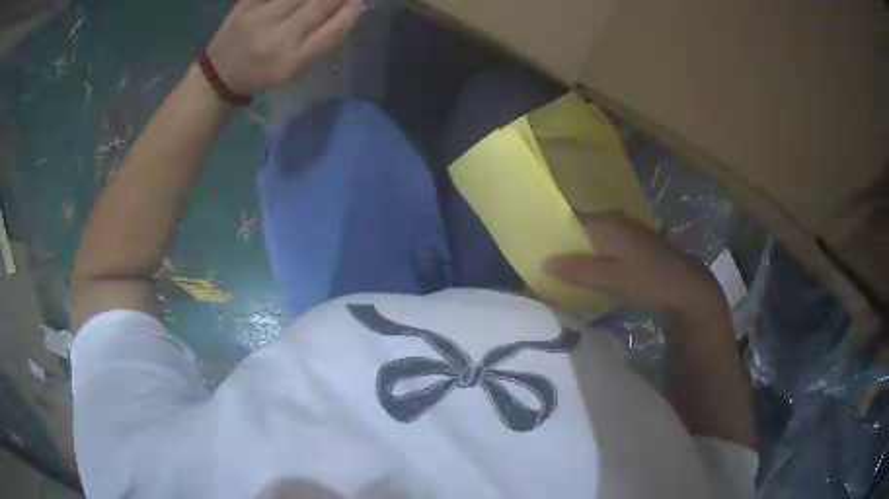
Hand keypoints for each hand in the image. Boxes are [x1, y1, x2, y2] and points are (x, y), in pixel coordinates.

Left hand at [206, 0, 361, 94]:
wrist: (220, 74)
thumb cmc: (263, 72)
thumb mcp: (296, 68)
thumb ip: (322, 40)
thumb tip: (352, 7)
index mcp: (292, 62)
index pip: (333, 30)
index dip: (352, 11)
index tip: (359, 1)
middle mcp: (276, 40)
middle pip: (320, 4)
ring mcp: (259, 19)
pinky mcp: (246, 4)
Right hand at [543, 213, 725, 314]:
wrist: (687, 286)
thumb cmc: (650, 279)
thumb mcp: (613, 279)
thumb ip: (579, 270)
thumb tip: (543, 263)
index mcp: (607, 222)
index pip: (569, 219)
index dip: (549, 233)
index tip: (530, 249)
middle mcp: (614, 221)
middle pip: (579, 229)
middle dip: (560, 245)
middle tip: (539, 264)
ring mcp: (625, 232)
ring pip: (591, 239)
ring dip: (576, 253)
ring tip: (556, 271)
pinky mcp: (632, 246)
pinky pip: (603, 248)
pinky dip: (591, 258)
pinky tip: (584, 273)